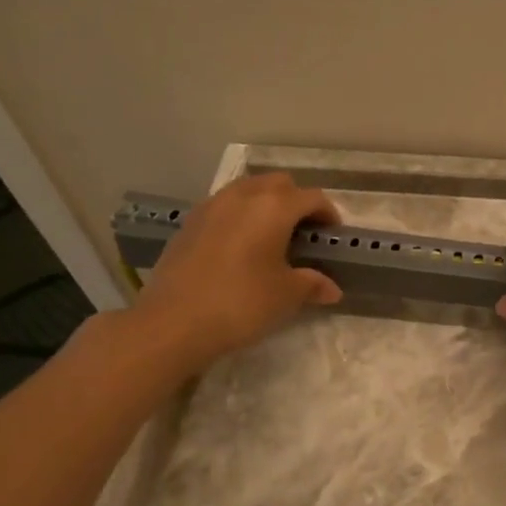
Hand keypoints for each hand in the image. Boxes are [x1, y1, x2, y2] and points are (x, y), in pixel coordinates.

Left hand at [131, 173, 341, 370]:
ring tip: (271, 236)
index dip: (328, 214)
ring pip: (247, 190)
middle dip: (296, 201)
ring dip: (265, 205)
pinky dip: (239, 216)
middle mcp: (243, 196)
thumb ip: (312, 284)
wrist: (173, 322)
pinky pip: (223, 207)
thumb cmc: (241, 302)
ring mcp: (211, 206)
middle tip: (304, 232)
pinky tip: (240, 247)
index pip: (312, 197)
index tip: (332, 236)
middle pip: (278, 184)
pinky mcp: (189, 223)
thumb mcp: (286, 295)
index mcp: (273, 207)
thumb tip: (331, 289)